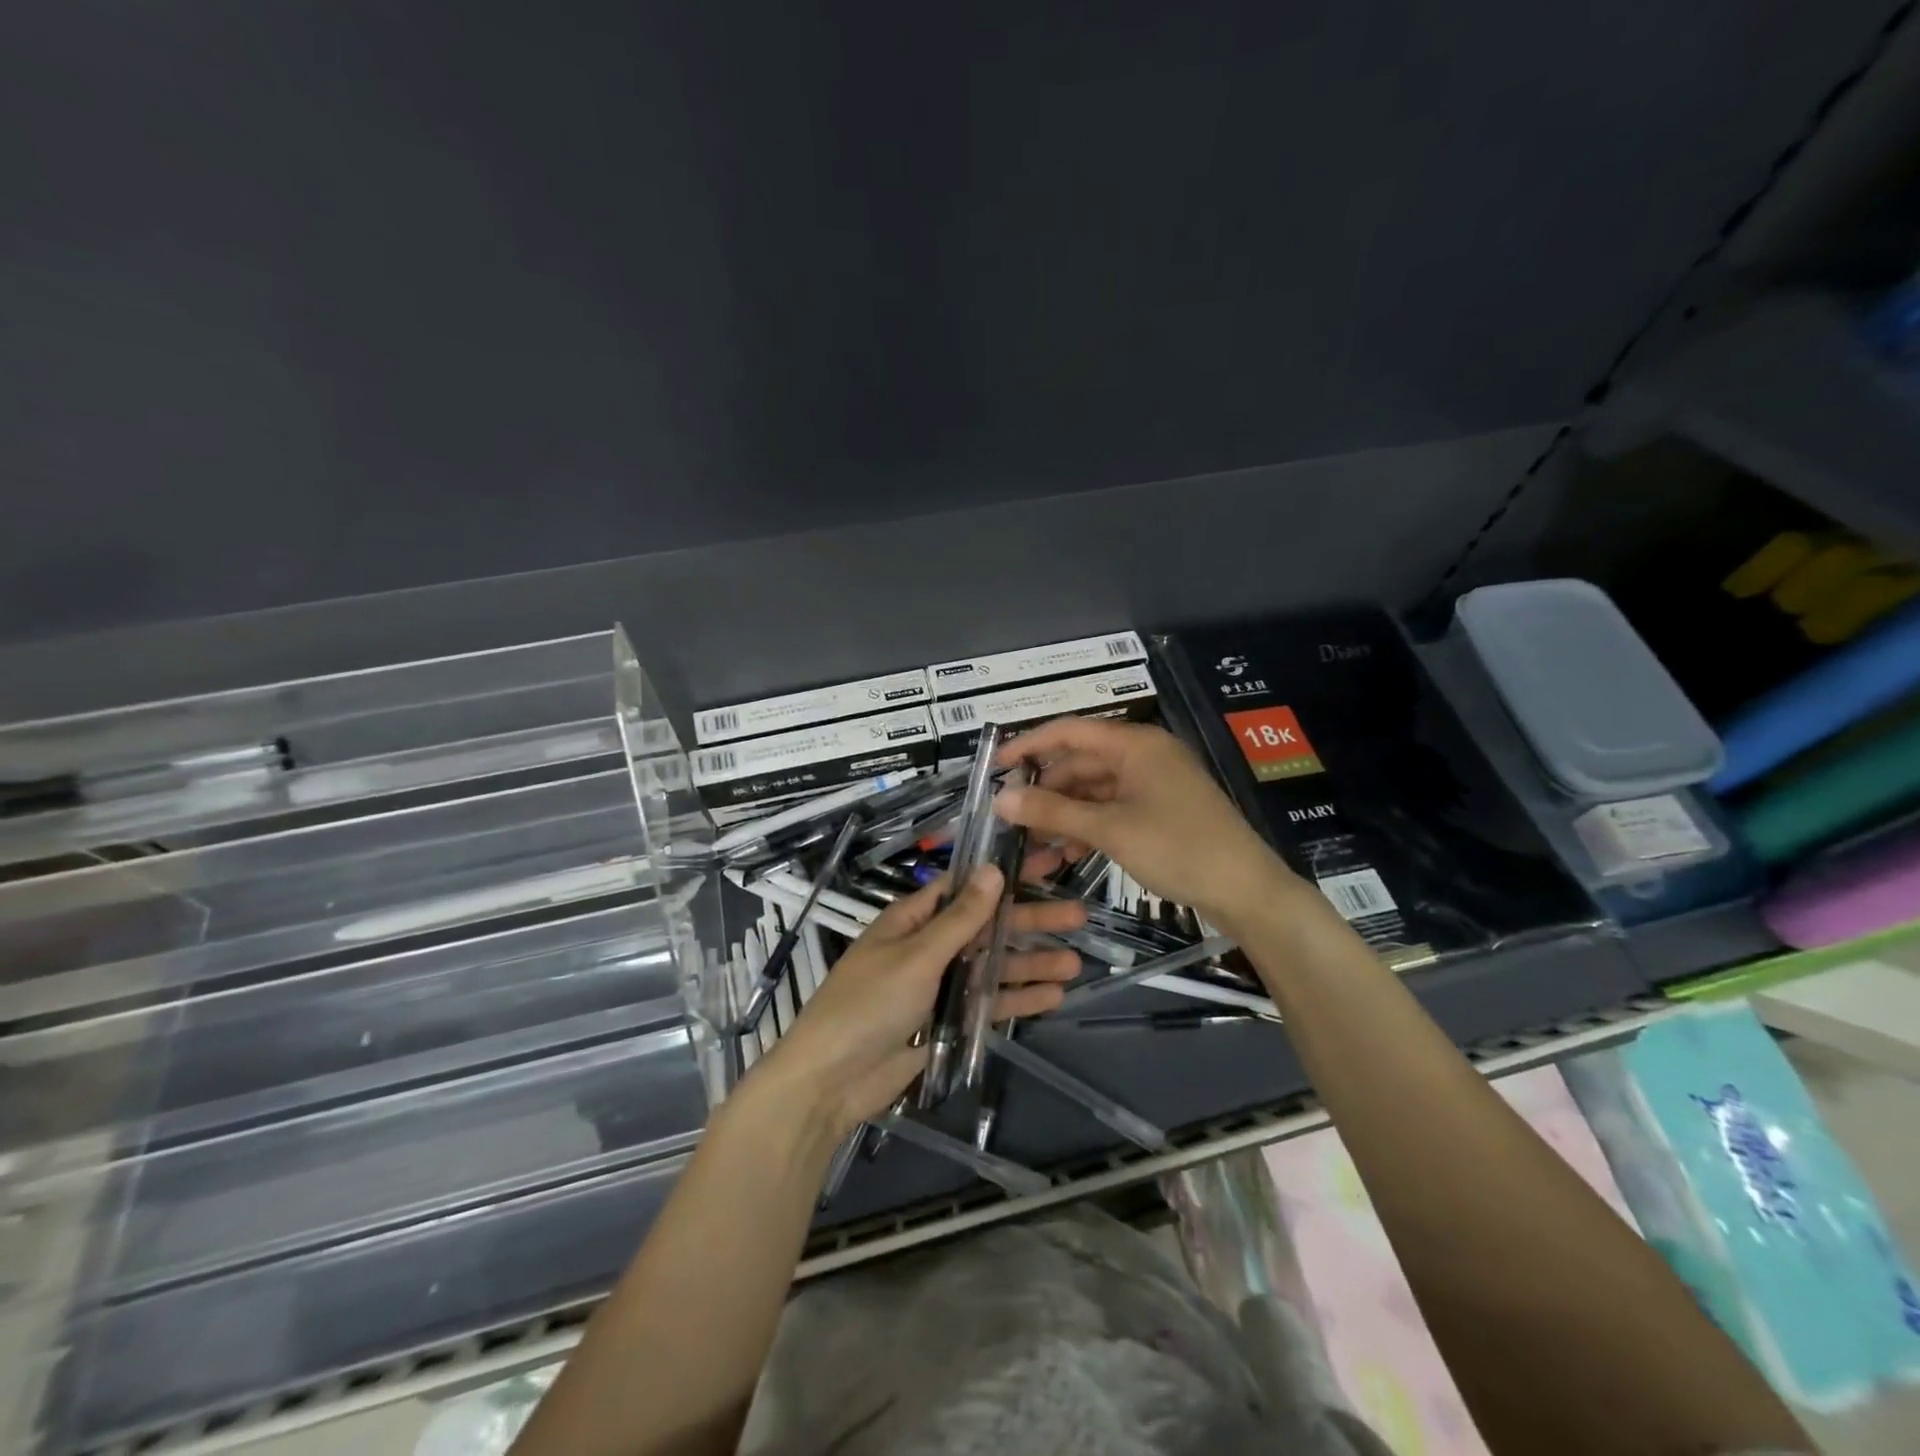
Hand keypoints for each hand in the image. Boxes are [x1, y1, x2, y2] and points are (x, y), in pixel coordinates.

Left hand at [755, 866, 1085, 1138]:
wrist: (831, 1082)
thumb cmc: (867, 1005)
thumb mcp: (916, 957)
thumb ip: (959, 920)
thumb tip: (993, 870)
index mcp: (913, 920)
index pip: (967, 887)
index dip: (1006, 874)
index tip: (1045, 862)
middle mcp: (929, 947)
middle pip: (987, 927)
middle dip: (1030, 920)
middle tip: (1079, 915)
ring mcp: (939, 985)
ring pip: (993, 966)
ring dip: (1031, 962)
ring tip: (1076, 963)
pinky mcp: (946, 1022)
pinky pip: (987, 1004)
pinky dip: (1017, 999)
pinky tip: (1053, 996)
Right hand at [995, 717, 1297, 923]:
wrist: (1247, 890)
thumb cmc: (1178, 847)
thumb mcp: (1110, 829)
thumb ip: (1053, 812)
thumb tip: (1001, 799)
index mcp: (1134, 744)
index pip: (1068, 732)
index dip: (1028, 746)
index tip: (994, 768)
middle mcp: (1143, 755)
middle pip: (1080, 764)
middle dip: (1045, 793)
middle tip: (1011, 820)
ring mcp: (1154, 784)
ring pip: (1094, 791)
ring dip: (1064, 816)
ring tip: (1034, 847)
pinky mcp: (1160, 810)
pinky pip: (1112, 809)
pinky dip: (1088, 827)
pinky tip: (1067, 854)